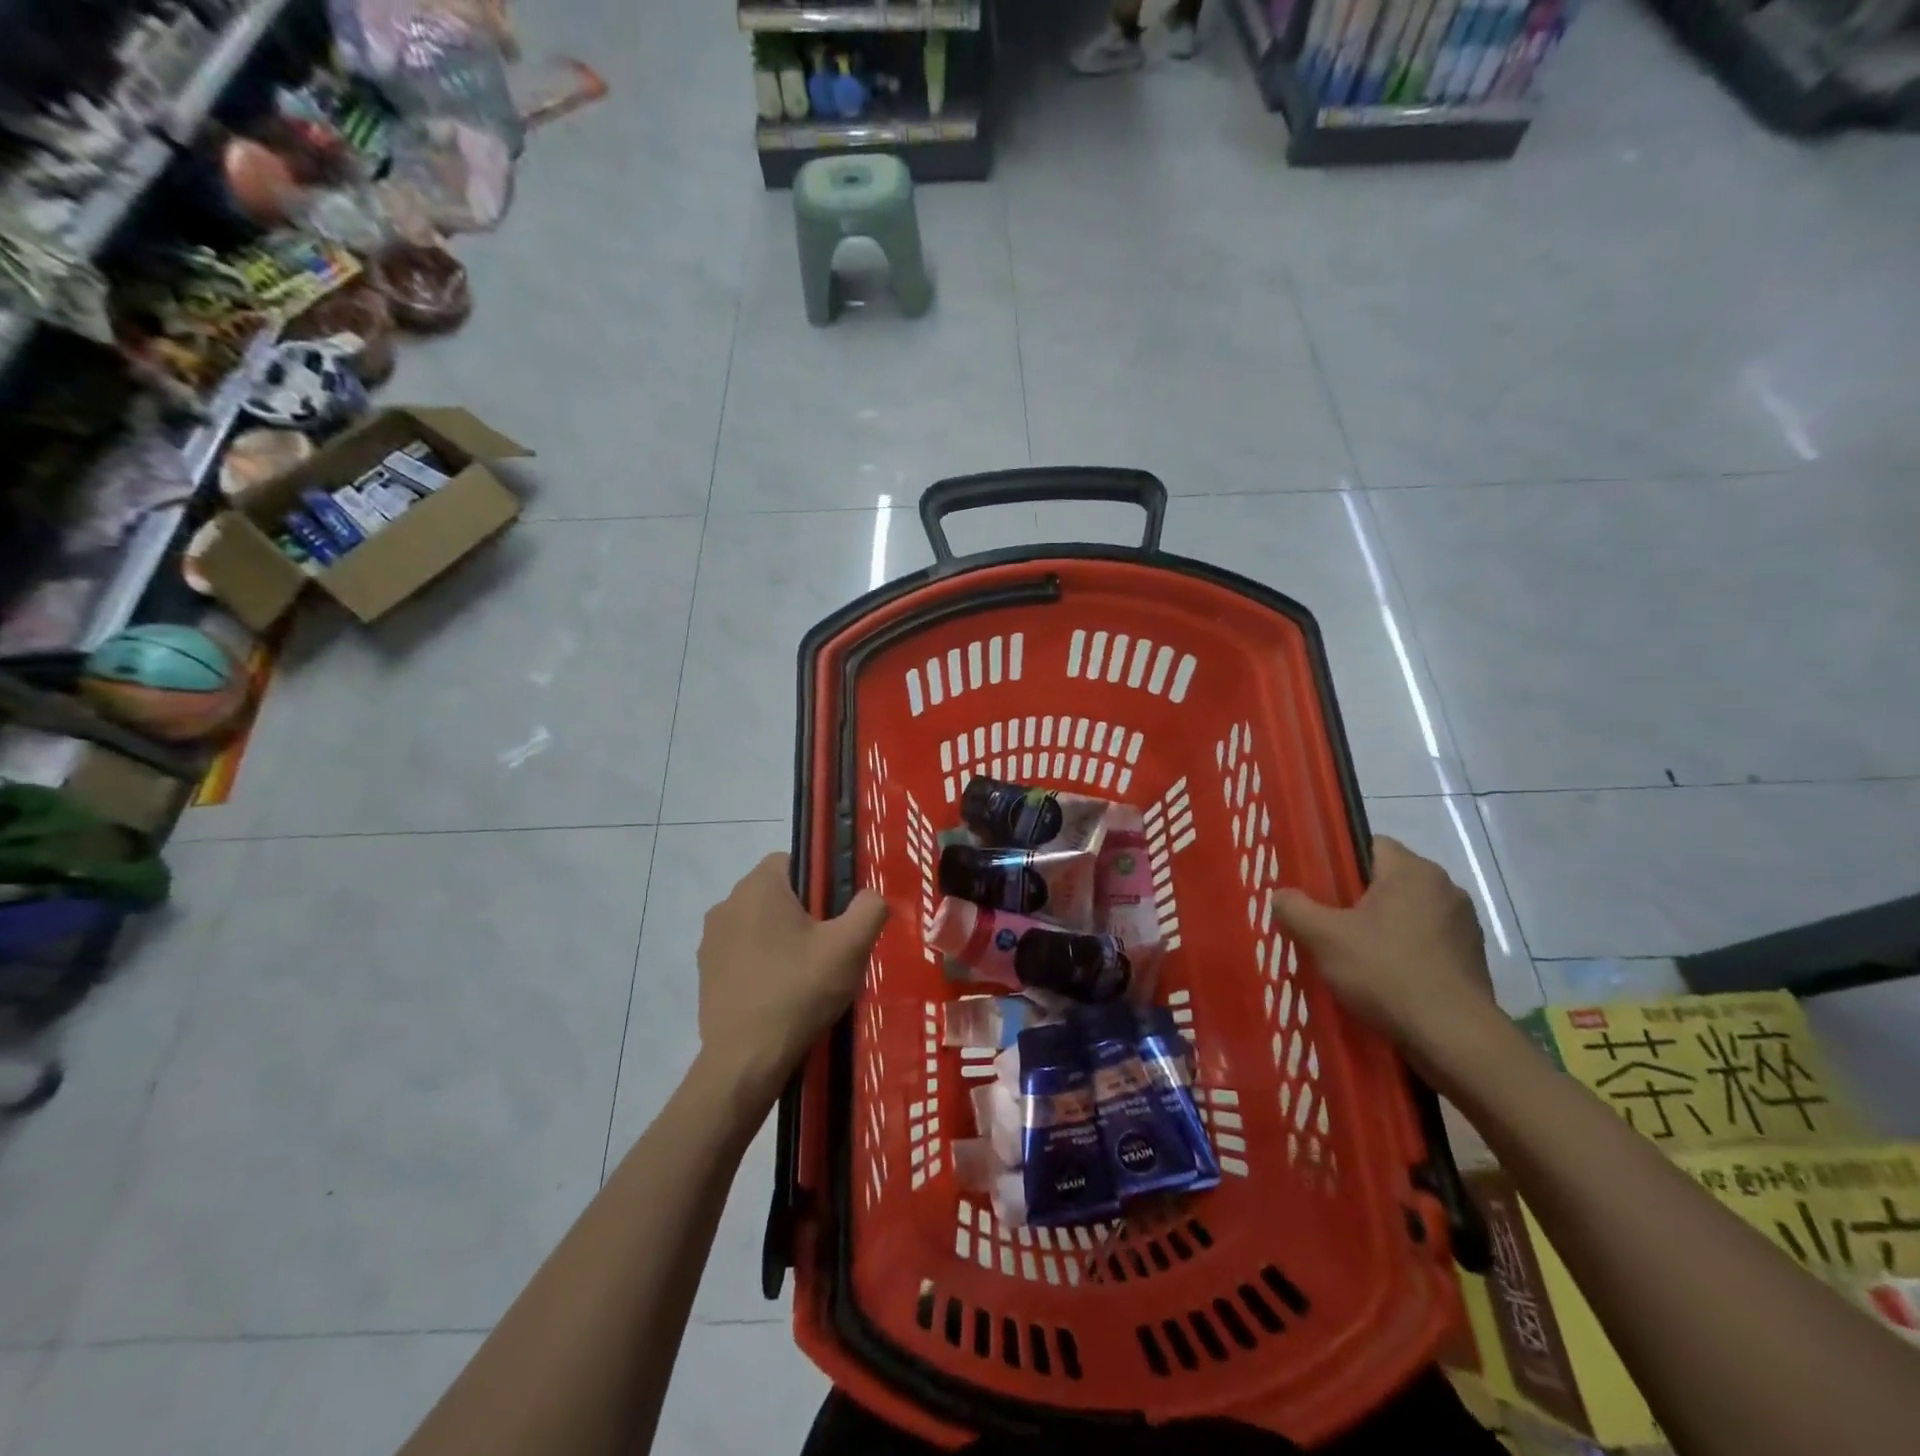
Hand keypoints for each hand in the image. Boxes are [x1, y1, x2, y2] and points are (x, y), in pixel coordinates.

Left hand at [695, 853, 888, 1106]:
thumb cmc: (799, 991)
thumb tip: (872, 895)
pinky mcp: (705, 971)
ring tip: (807, 974)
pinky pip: (742, 952)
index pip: (794, 860)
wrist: (746, 1060)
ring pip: (759, 923)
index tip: (836, 914)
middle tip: (829, 947)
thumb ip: (869, 909)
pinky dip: (762, 962)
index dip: (821, 881)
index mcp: (758, 886)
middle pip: (777, 892)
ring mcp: (710, 939)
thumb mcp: (849, 947)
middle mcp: (727, 903)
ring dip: (781, 938)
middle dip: (803, 912)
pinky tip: (781, 992)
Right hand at [1270, 836, 1495, 1058]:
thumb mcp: (1323, 938)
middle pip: (1389, 881)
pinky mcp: (1473, 959)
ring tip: (1356, 956)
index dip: (1340, 863)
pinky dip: (1407, 953)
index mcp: (1412, 871)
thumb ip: (1295, 908)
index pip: (1370, 845)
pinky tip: (1386, 979)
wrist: (1453, 1037)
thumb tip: (1281, 895)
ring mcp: (1464, 925)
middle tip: (1329, 925)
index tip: (1320, 890)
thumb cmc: (1385, 972)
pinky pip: (1428, 943)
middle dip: (1359, 899)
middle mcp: (1445, 888)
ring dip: (1385, 928)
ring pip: (1409, 913)